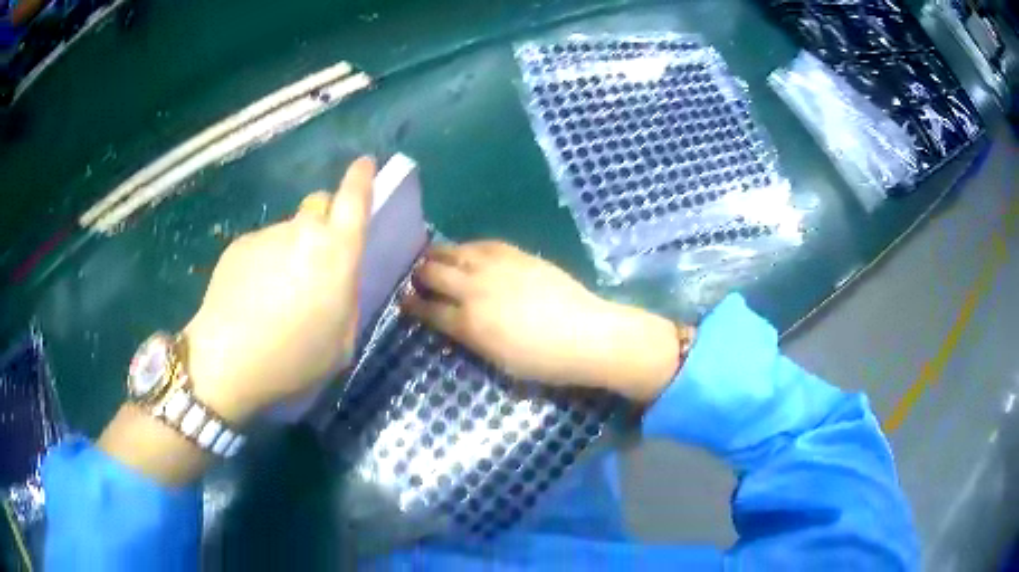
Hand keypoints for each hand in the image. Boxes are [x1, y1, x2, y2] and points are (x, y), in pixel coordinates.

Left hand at [183, 157, 375, 422]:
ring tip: (274, 296)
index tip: (364, 164)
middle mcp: (303, 231)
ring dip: (289, 251)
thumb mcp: (342, 342)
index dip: (361, 178)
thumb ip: (347, 300)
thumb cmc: (293, 359)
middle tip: (315, 261)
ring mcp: (267, 235)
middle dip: (323, 222)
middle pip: (319, 205)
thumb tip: (339, 280)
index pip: (354, 198)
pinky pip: (261, 246)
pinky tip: (251, 298)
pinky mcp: (238, 245)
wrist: (227, 361)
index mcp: (336, 253)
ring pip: (287, 231)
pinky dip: (263, 263)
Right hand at [403, 241, 688, 401]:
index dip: (412, 305)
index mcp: (469, 323)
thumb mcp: (499, 362)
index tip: (404, 301)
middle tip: (417, 278)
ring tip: (433, 258)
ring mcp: (496, 267)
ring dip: (437, 255)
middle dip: (419, 276)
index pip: (429, 309)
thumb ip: (471, 340)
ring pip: (454, 251)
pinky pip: (482, 243)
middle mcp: (475, 289)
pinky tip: (465, 250)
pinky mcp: (516, 254)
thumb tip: (454, 324)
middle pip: (433, 274)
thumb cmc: (544, 361)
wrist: (587, 335)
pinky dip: (467, 247)